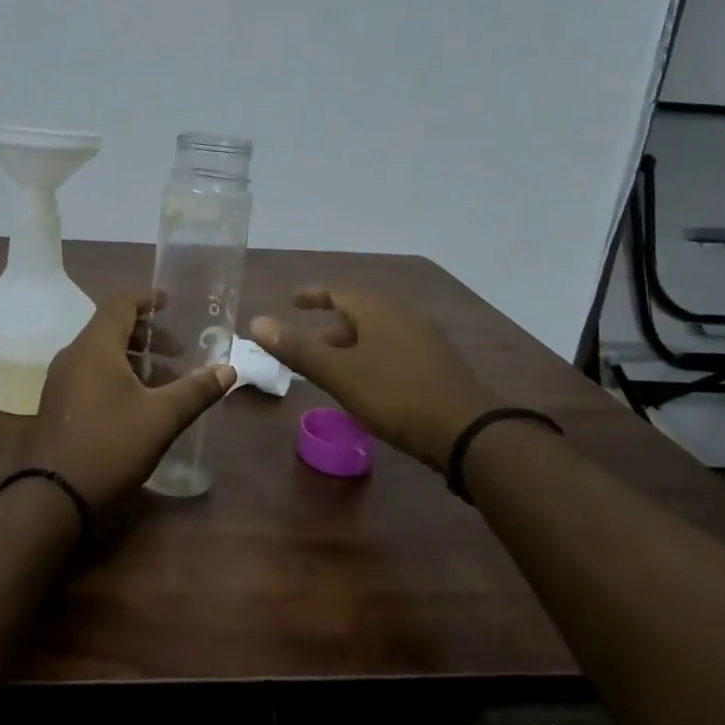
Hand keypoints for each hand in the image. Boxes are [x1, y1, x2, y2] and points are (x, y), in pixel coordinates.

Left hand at [25, 295, 235, 509]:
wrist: (54, 495)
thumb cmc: (111, 445)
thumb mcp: (162, 418)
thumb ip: (196, 390)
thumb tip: (229, 370)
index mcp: (95, 347)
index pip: (120, 303)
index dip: (147, 299)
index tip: (171, 304)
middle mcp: (73, 355)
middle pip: (110, 327)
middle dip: (147, 335)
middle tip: (178, 352)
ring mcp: (60, 380)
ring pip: (100, 353)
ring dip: (133, 358)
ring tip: (164, 381)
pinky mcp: (57, 403)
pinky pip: (89, 373)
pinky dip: (116, 375)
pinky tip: (137, 403)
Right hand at [251, 287, 499, 473]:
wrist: (467, 432)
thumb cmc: (395, 395)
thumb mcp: (339, 373)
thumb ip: (297, 348)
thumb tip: (256, 322)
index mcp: (379, 311)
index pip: (339, 291)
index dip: (313, 295)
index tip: (292, 301)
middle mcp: (404, 317)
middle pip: (360, 312)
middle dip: (330, 326)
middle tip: (306, 343)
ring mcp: (426, 341)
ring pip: (378, 334)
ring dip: (351, 345)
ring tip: (331, 368)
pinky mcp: (439, 366)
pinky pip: (395, 351)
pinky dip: (371, 358)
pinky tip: (367, 384)